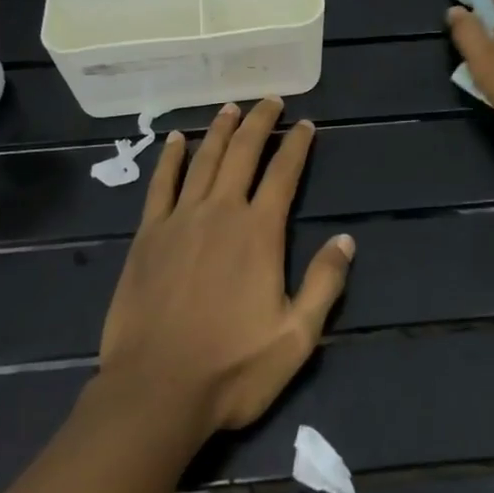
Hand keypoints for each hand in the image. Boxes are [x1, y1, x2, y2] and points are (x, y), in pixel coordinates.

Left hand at [98, 98, 353, 435]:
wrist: (155, 392)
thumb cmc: (231, 369)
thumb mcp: (295, 338)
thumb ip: (324, 285)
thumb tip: (345, 240)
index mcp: (259, 232)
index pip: (283, 173)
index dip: (296, 144)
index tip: (305, 124)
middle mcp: (221, 211)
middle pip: (243, 152)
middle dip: (260, 122)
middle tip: (270, 100)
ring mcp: (181, 219)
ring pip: (204, 159)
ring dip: (220, 129)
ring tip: (231, 107)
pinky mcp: (148, 234)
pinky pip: (161, 184)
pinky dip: (171, 158)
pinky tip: (177, 140)